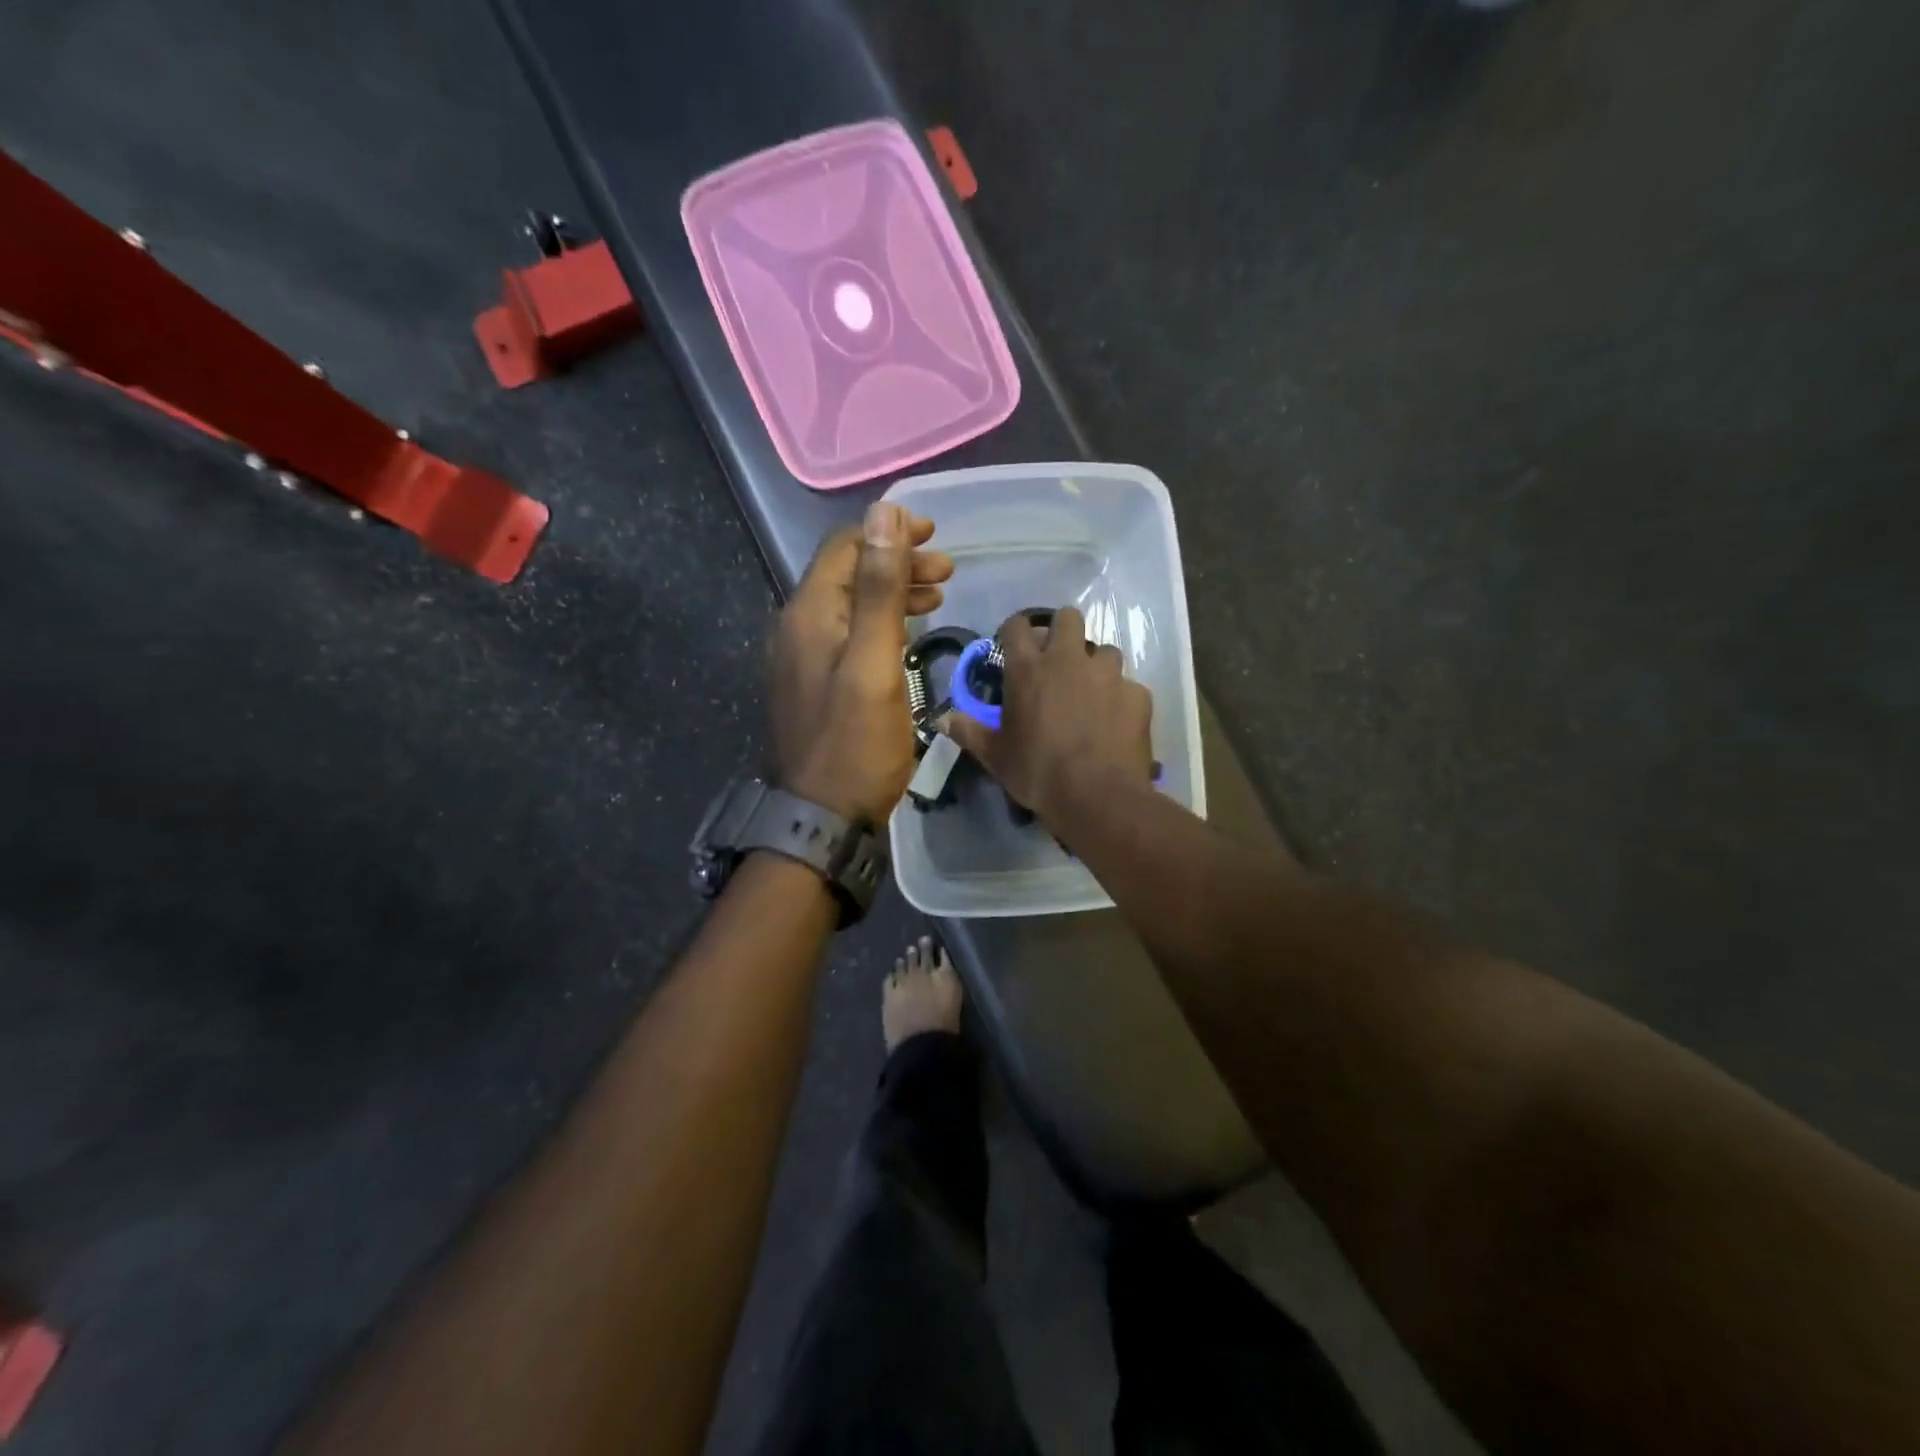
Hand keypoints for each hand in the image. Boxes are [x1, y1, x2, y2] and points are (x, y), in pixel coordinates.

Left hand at [772, 502, 952, 823]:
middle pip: (848, 574)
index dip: (887, 532)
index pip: (844, 547)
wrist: (823, 818)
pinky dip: (882, 623)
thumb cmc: (856, 743)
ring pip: (851, 605)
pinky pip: (850, 634)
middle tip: (947, 568)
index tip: (933, 533)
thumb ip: (878, 589)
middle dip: (897, 561)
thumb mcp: (875, 662)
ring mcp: (805, 658)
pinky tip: (908, 631)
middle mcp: (799, 628)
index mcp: (809, 614)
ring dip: (893, 591)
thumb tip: (882, 513)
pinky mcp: (818, 683)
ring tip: (938, 593)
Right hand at [945, 606, 1153, 826]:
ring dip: (1095, 665)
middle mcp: (1069, 659)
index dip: (1015, 631)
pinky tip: (1115, 721)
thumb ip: (970, 732)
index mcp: (1029, 668)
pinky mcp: (1137, 694)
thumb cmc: (1037, 772)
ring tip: (1091, 692)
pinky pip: (1128, 686)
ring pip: (1105, 650)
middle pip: (1068, 618)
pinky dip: (1120, 698)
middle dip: (1062, 632)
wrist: (1097, 796)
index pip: (1018, 626)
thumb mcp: (996, 756)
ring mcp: (1108, 674)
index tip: (1015, 646)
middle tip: (1058, 661)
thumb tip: (942, 720)